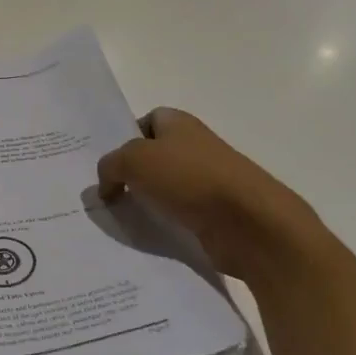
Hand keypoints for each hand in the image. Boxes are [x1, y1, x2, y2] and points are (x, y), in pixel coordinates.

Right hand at [97, 109, 321, 283]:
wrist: (249, 223)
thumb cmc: (189, 178)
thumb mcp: (133, 160)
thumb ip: (109, 166)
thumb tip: (107, 186)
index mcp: (179, 123)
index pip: (146, 120)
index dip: (125, 137)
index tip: (110, 162)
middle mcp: (195, 147)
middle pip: (153, 156)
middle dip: (131, 173)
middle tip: (107, 191)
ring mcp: (208, 181)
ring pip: (164, 187)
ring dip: (145, 201)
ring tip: (122, 215)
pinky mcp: (215, 213)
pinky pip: (178, 214)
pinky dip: (163, 223)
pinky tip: (147, 233)